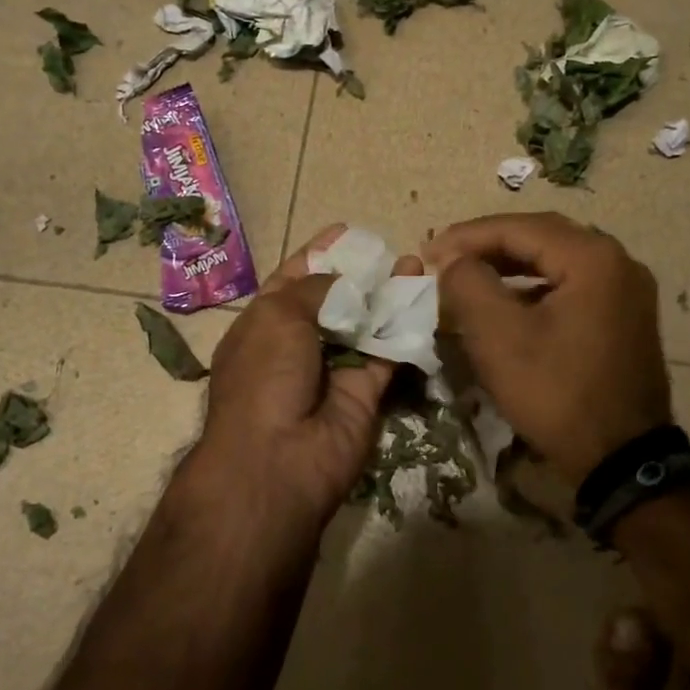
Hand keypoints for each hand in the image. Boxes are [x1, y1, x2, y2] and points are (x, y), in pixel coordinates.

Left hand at [186, 226, 418, 533]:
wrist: (279, 459)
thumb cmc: (265, 376)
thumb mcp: (278, 316)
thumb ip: (316, 288)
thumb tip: (346, 280)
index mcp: (266, 324)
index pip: (294, 280)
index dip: (319, 253)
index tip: (347, 230)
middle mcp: (300, 344)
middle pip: (335, 300)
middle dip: (360, 274)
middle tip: (390, 247)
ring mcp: (334, 368)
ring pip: (367, 324)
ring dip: (388, 295)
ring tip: (416, 263)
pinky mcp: (367, 392)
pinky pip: (389, 352)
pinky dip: (406, 326)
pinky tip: (423, 296)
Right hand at [428, 212, 671, 485]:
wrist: (621, 460)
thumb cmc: (556, 393)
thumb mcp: (498, 337)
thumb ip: (467, 284)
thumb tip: (453, 260)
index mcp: (593, 258)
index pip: (519, 227)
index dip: (467, 236)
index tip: (427, 250)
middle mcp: (618, 262)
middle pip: (542, 236)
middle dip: (488, 244)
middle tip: (446, 257)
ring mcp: (627, 291)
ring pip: (557, 261)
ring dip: (510, 264)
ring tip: (469, 275)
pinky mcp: (625, 317)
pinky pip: (572, 285)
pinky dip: (534, 286)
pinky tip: (507, 303)